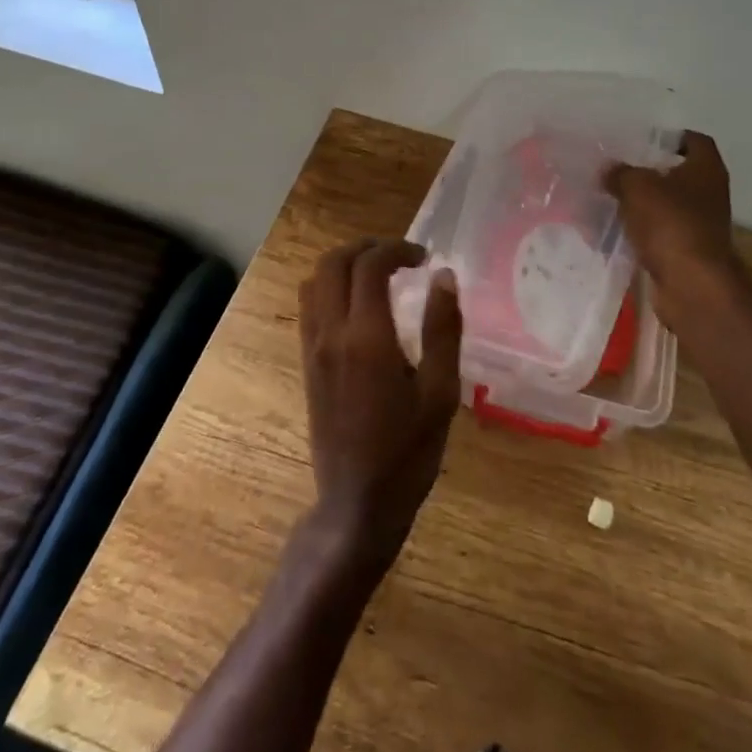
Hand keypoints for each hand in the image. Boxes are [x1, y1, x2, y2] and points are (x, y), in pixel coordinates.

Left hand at [296, 239, 462, 565]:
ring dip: (345, 265)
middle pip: (333, 262)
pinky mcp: (307, 364)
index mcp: (366, 338)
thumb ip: (442, 329)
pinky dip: (331, 287)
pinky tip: (360, 306)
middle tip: (400, 257)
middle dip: (366, 247)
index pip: (370, 266)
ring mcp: (312, 349)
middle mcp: (331, 334)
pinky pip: (309, 307)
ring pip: (314, 281)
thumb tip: (444, 276)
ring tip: (380, 275)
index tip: (424, 258)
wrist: (357, 504)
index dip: (397, 249)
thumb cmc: (408, 451)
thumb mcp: (440, 392)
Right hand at [605, 131, 746, 325]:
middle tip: (615, 170)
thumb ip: (620, 173)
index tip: (642, 140)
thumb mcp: (637, 187)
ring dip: (639, 205)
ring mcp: (699, 225)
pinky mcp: (685, 252)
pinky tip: (609, 232)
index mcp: (706, 169)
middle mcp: (709, 194)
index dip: (671, 137)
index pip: (695, 141)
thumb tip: (609, 170)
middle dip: (646, 173)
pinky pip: (657, 234)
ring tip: (605, 200)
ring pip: (664, 206)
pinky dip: (638, 232)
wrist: (691, 285)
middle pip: (676, 174)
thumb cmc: (670, 224)